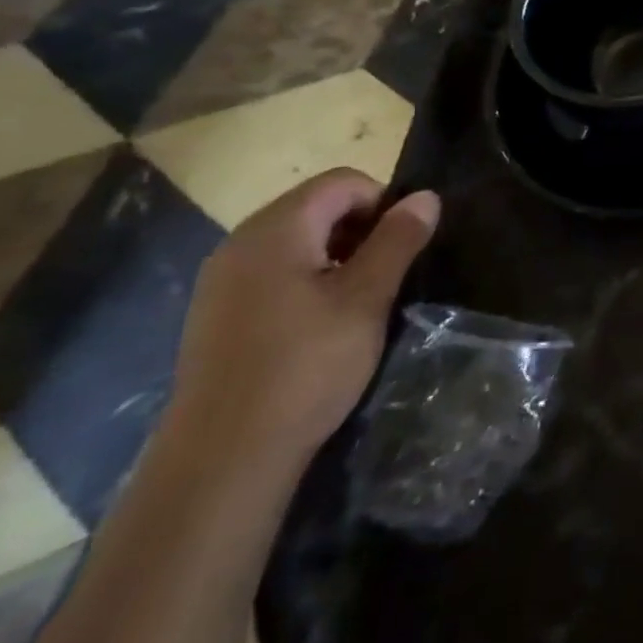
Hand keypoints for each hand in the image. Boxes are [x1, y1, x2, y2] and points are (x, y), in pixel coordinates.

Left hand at [162, 170, 439, 472]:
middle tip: (387, 272)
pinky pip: (273, 272)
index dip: (384, 201)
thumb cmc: (305, 367)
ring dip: (337, 254)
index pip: (342, 182)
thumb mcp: (366, 299)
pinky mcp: (216, 315)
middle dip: (361, 227)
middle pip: (316, 206)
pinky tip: (320, 324)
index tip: (404, 245)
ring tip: (360, 299)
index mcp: (275, 231)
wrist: (222, 460)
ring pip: (296, 240)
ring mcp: (222, 281)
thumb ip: (397, 240)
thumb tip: (425, 197)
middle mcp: (241, 244)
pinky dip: (308, 279)